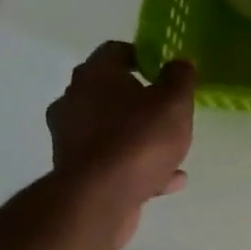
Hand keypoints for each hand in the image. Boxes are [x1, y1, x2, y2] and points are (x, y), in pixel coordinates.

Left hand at [45, 41, 195, 249]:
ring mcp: (70, 137)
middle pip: (109, 91)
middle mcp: (74, 100)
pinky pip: (112, 160)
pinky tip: (167, 178)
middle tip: (167, 109)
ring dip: (139, 136)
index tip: (164, 71)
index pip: (115, 51)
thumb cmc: (139, 140)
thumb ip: (180, 78)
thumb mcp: (174, 103)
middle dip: (139, 99)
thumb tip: (180, 62)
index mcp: (95, 75)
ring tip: (172, 150)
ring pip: (111, 128)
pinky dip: (136, 165)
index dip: (142, 56)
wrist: (99, 198)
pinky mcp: (75, 170)